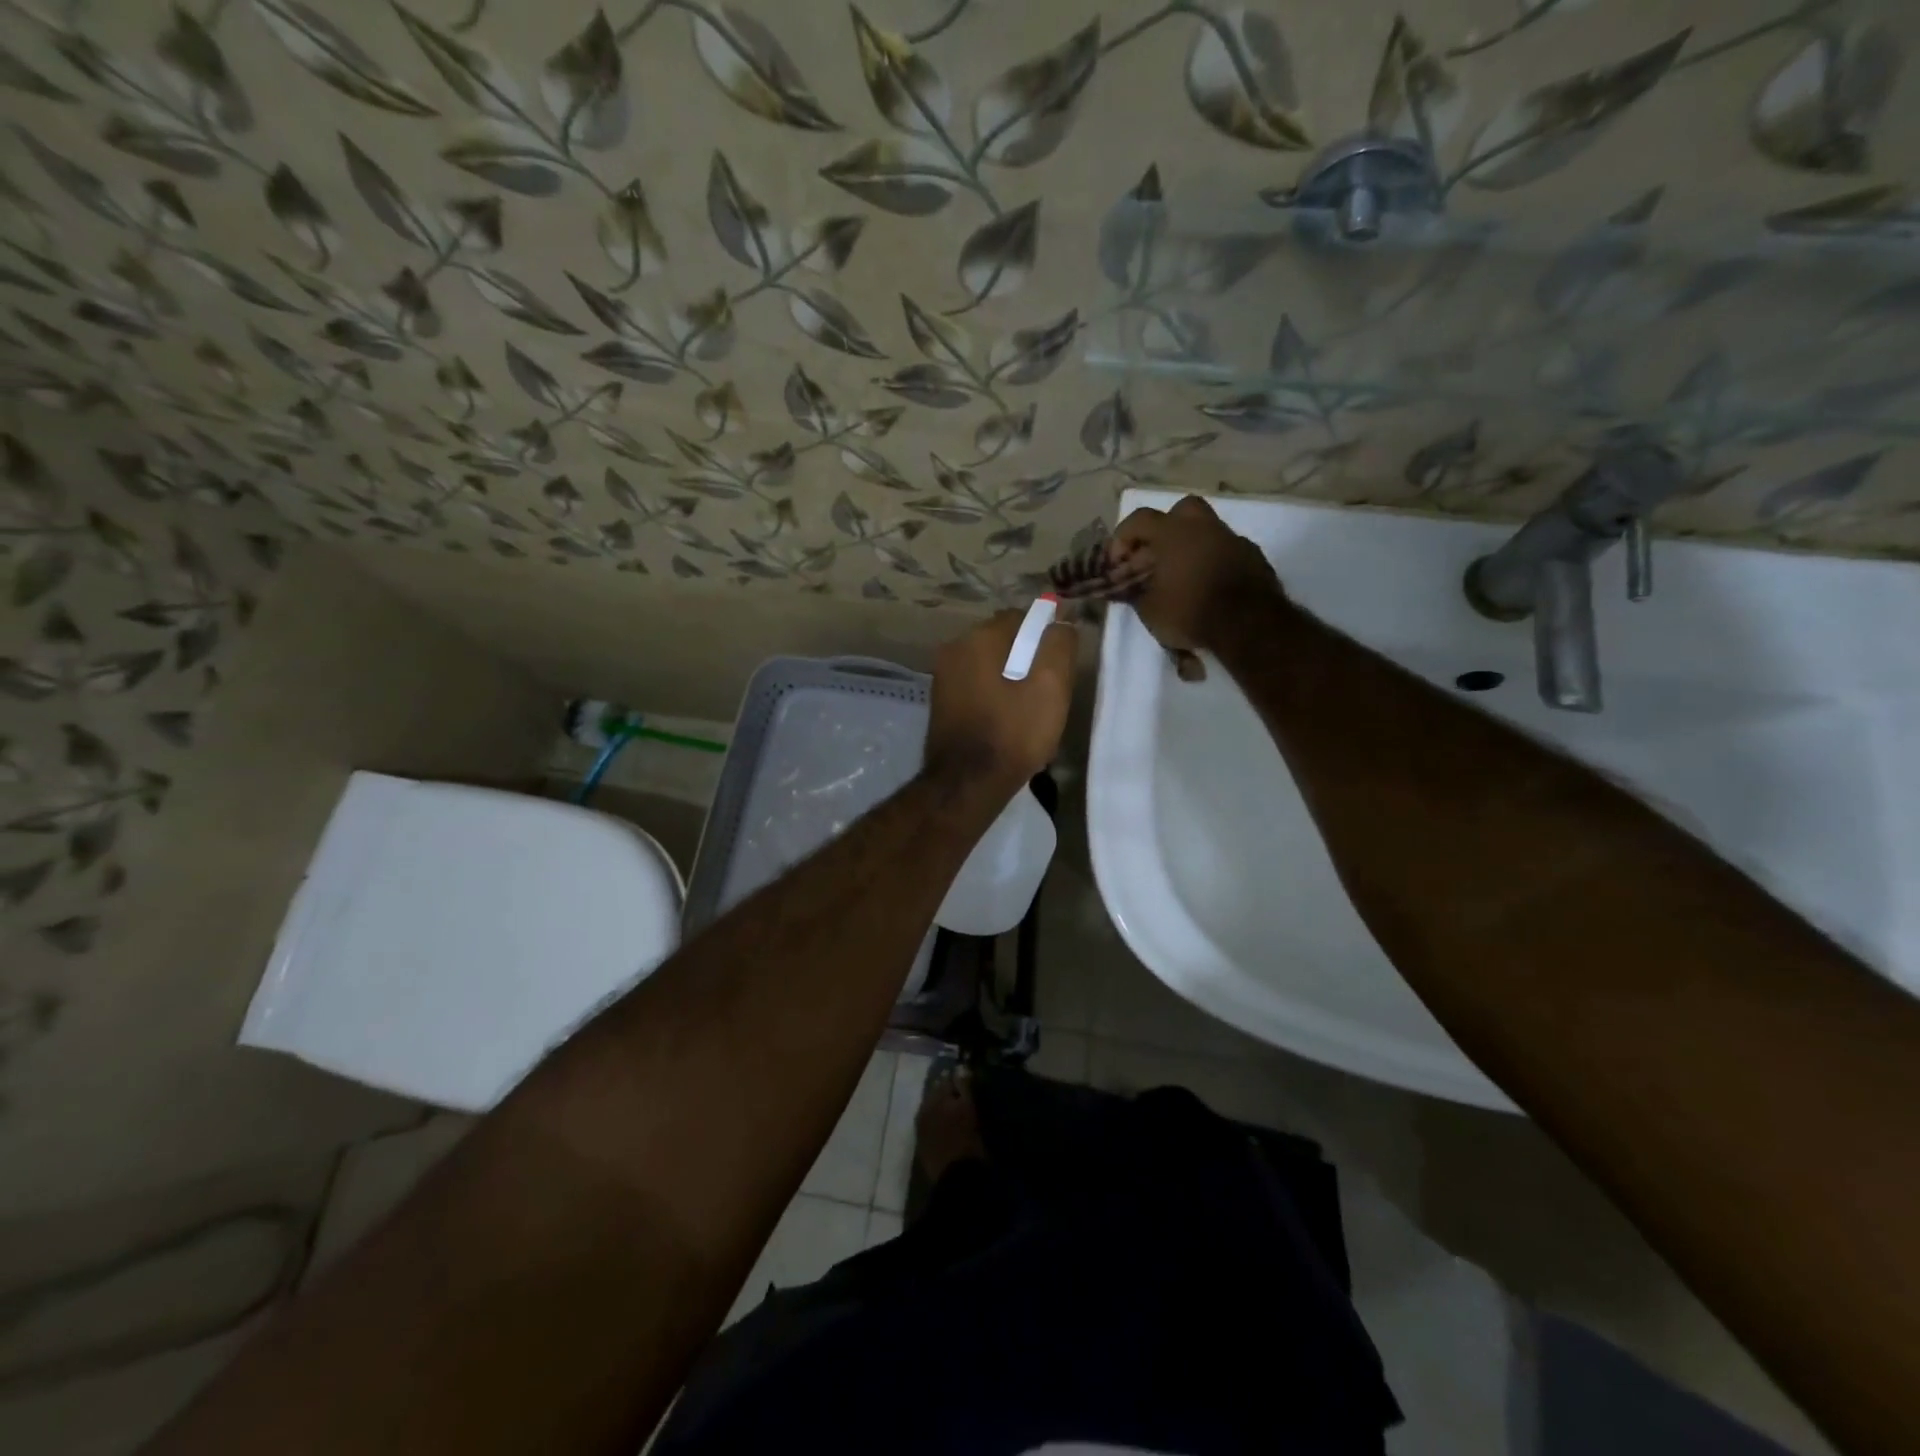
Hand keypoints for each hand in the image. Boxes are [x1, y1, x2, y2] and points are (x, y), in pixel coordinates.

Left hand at [925, 609, 1076, 801]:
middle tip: (1049, 693)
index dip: (1046, 637)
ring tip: (1030, 712)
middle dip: (1028, 659)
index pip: (1021, 618)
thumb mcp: (1050, 687)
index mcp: (978, 639)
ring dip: (1012, 680)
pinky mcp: (941, 703)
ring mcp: (943, 677)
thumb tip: (1061, 621)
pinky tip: (1007, 722)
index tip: (1061, 667)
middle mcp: (953, 650)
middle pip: (1003, 642)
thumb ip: (1058, 646)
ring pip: (990, 666)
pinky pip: (976, 686)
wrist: (966, 785)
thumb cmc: (1012, 734)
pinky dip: (994, 696)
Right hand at [1110, 495, 1282, 653]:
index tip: (1116, 564)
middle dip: (1163, 529)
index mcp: (1173, 532)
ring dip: (1189, 546)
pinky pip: (1225, 549)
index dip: (1122, 540)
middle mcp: (1204, 527)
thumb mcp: (1150, 610)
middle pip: (1180, 510)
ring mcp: (1232, 539)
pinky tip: (1206, 584)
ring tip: (1179, 574)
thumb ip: (1136, 592)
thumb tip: (1130, 588)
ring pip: (1206, 530)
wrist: (1249, 626)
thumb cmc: (1190, 613)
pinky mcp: (1253, 556)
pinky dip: (1211, 560)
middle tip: (1154, 556)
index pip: (1139, 520)